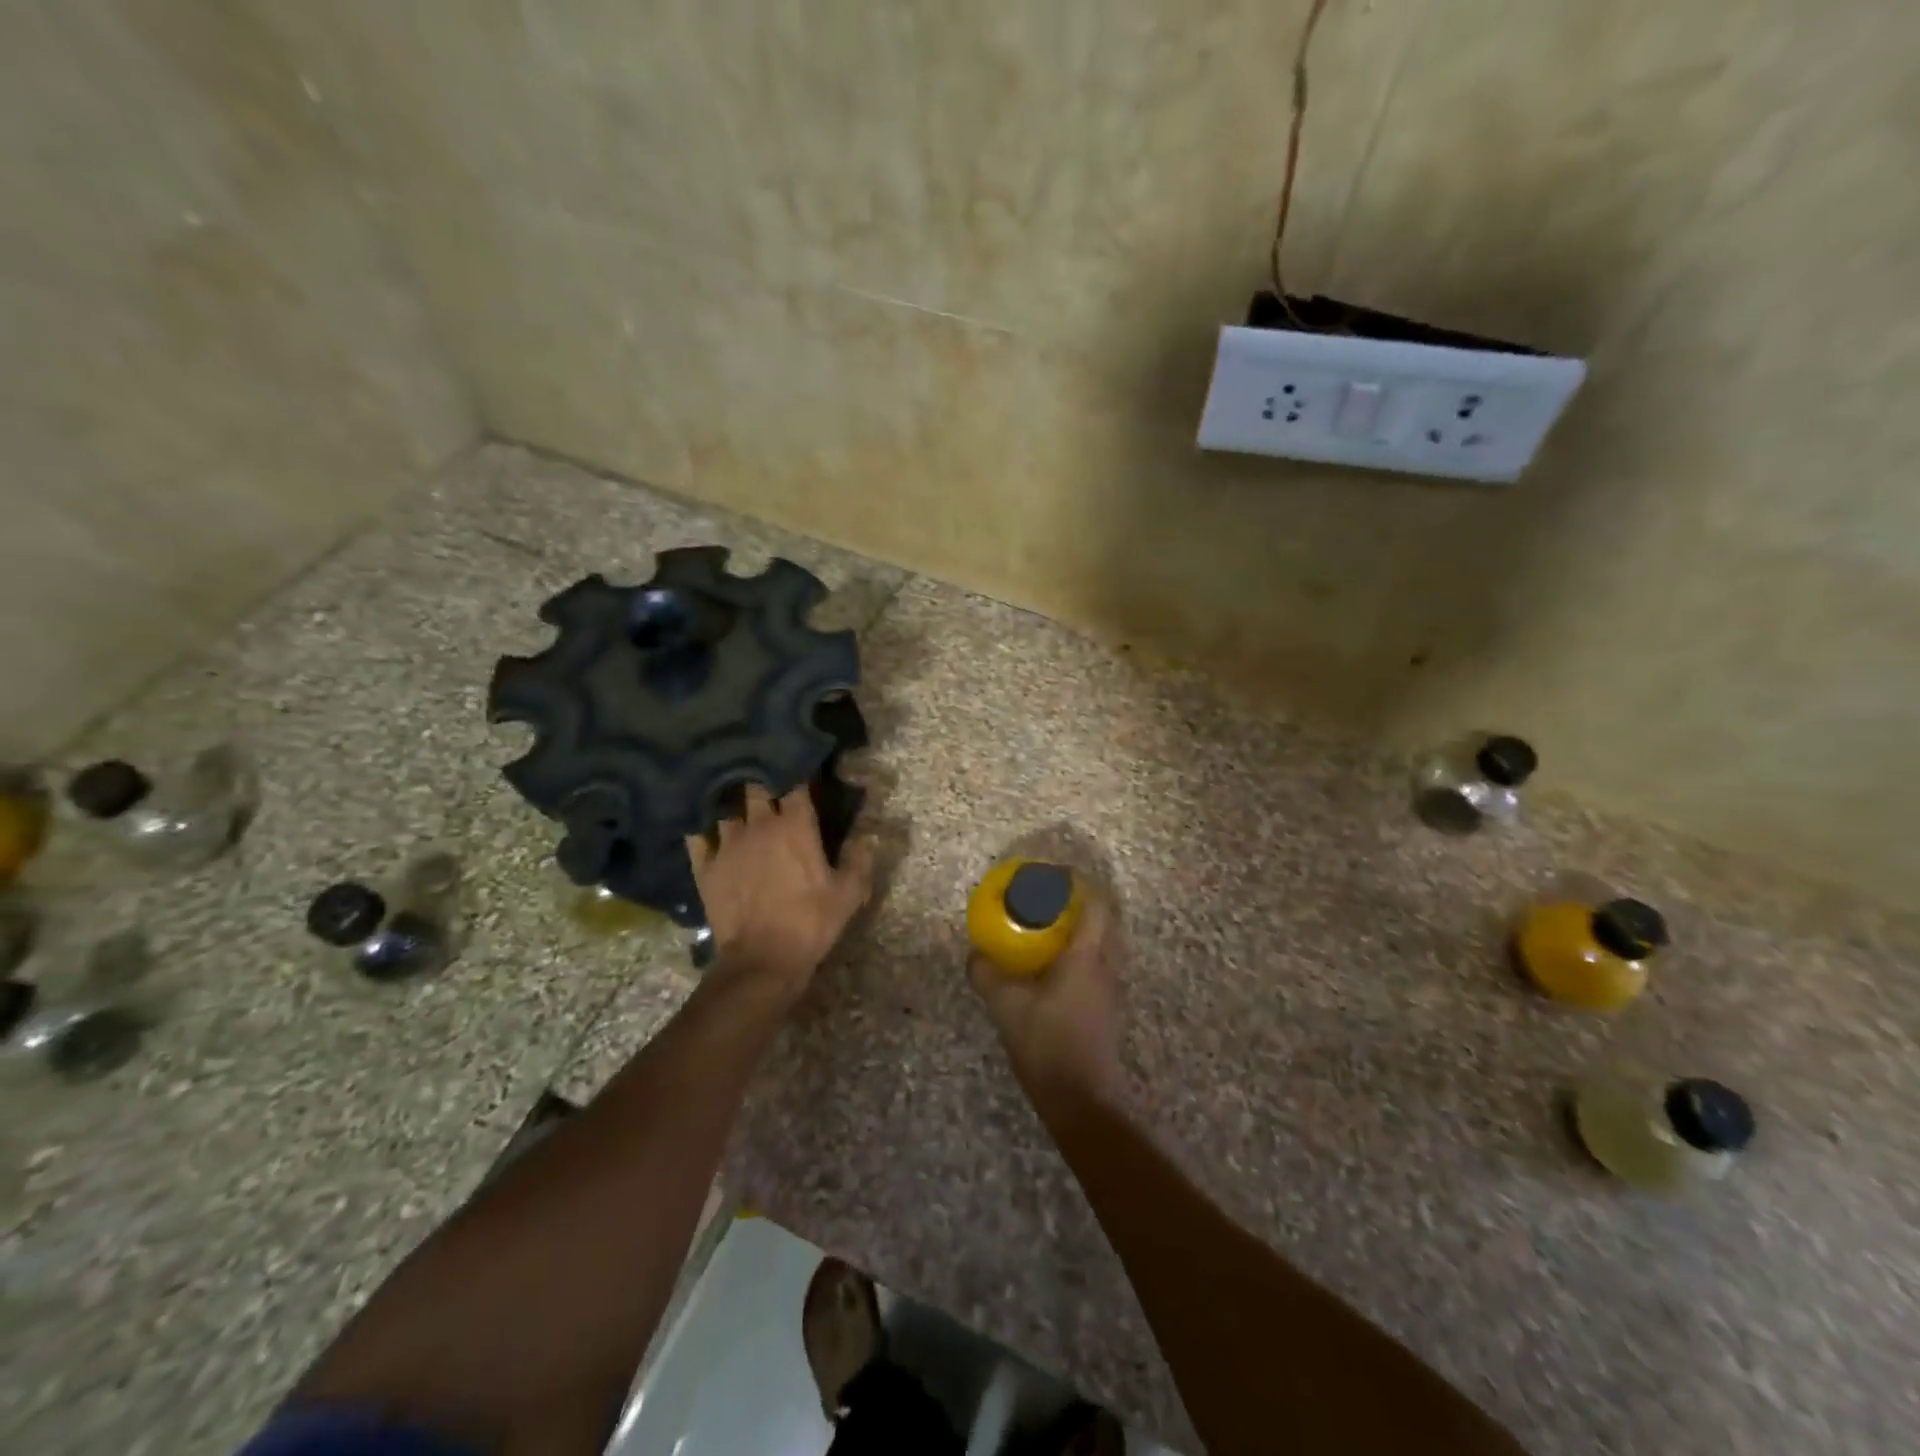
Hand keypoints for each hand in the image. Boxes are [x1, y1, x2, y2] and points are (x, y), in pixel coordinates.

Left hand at [686, 784, 874, 1003]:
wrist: (762, 960)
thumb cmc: (811, 922)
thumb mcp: (849, 893)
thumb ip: (861, 859)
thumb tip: (869, 834)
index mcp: (795, 826)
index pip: (795, 783)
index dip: (797, 774)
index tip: (802, 772)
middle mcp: (759, 824)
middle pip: (756, 787)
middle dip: (763, 782)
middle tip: (769, 785)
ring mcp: (727, 844)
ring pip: (726, 809)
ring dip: (733, 806)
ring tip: (736, 805)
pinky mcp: (705, 866)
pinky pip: (698, 836)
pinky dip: (702, 830)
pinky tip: (705, 830)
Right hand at [969, 894, 1123, 1109]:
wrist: (1082, 1100)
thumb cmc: (1047, 1043)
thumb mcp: (1006, 1006)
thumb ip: (987, 974)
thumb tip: (974, 954)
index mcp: (1087, 956)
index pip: (1097, 905)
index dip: (1080, 885)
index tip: (1056, 876)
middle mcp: (1107, 967)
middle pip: (1105, 922)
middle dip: (1081, 906)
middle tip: (1049, 903)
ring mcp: (1112, 990)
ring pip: (1105, 946)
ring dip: (1083, 932)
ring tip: (1050, 933)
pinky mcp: (1109, 1010)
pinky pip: (1100, 967)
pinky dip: (1083, 957)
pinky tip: (1056, 971)